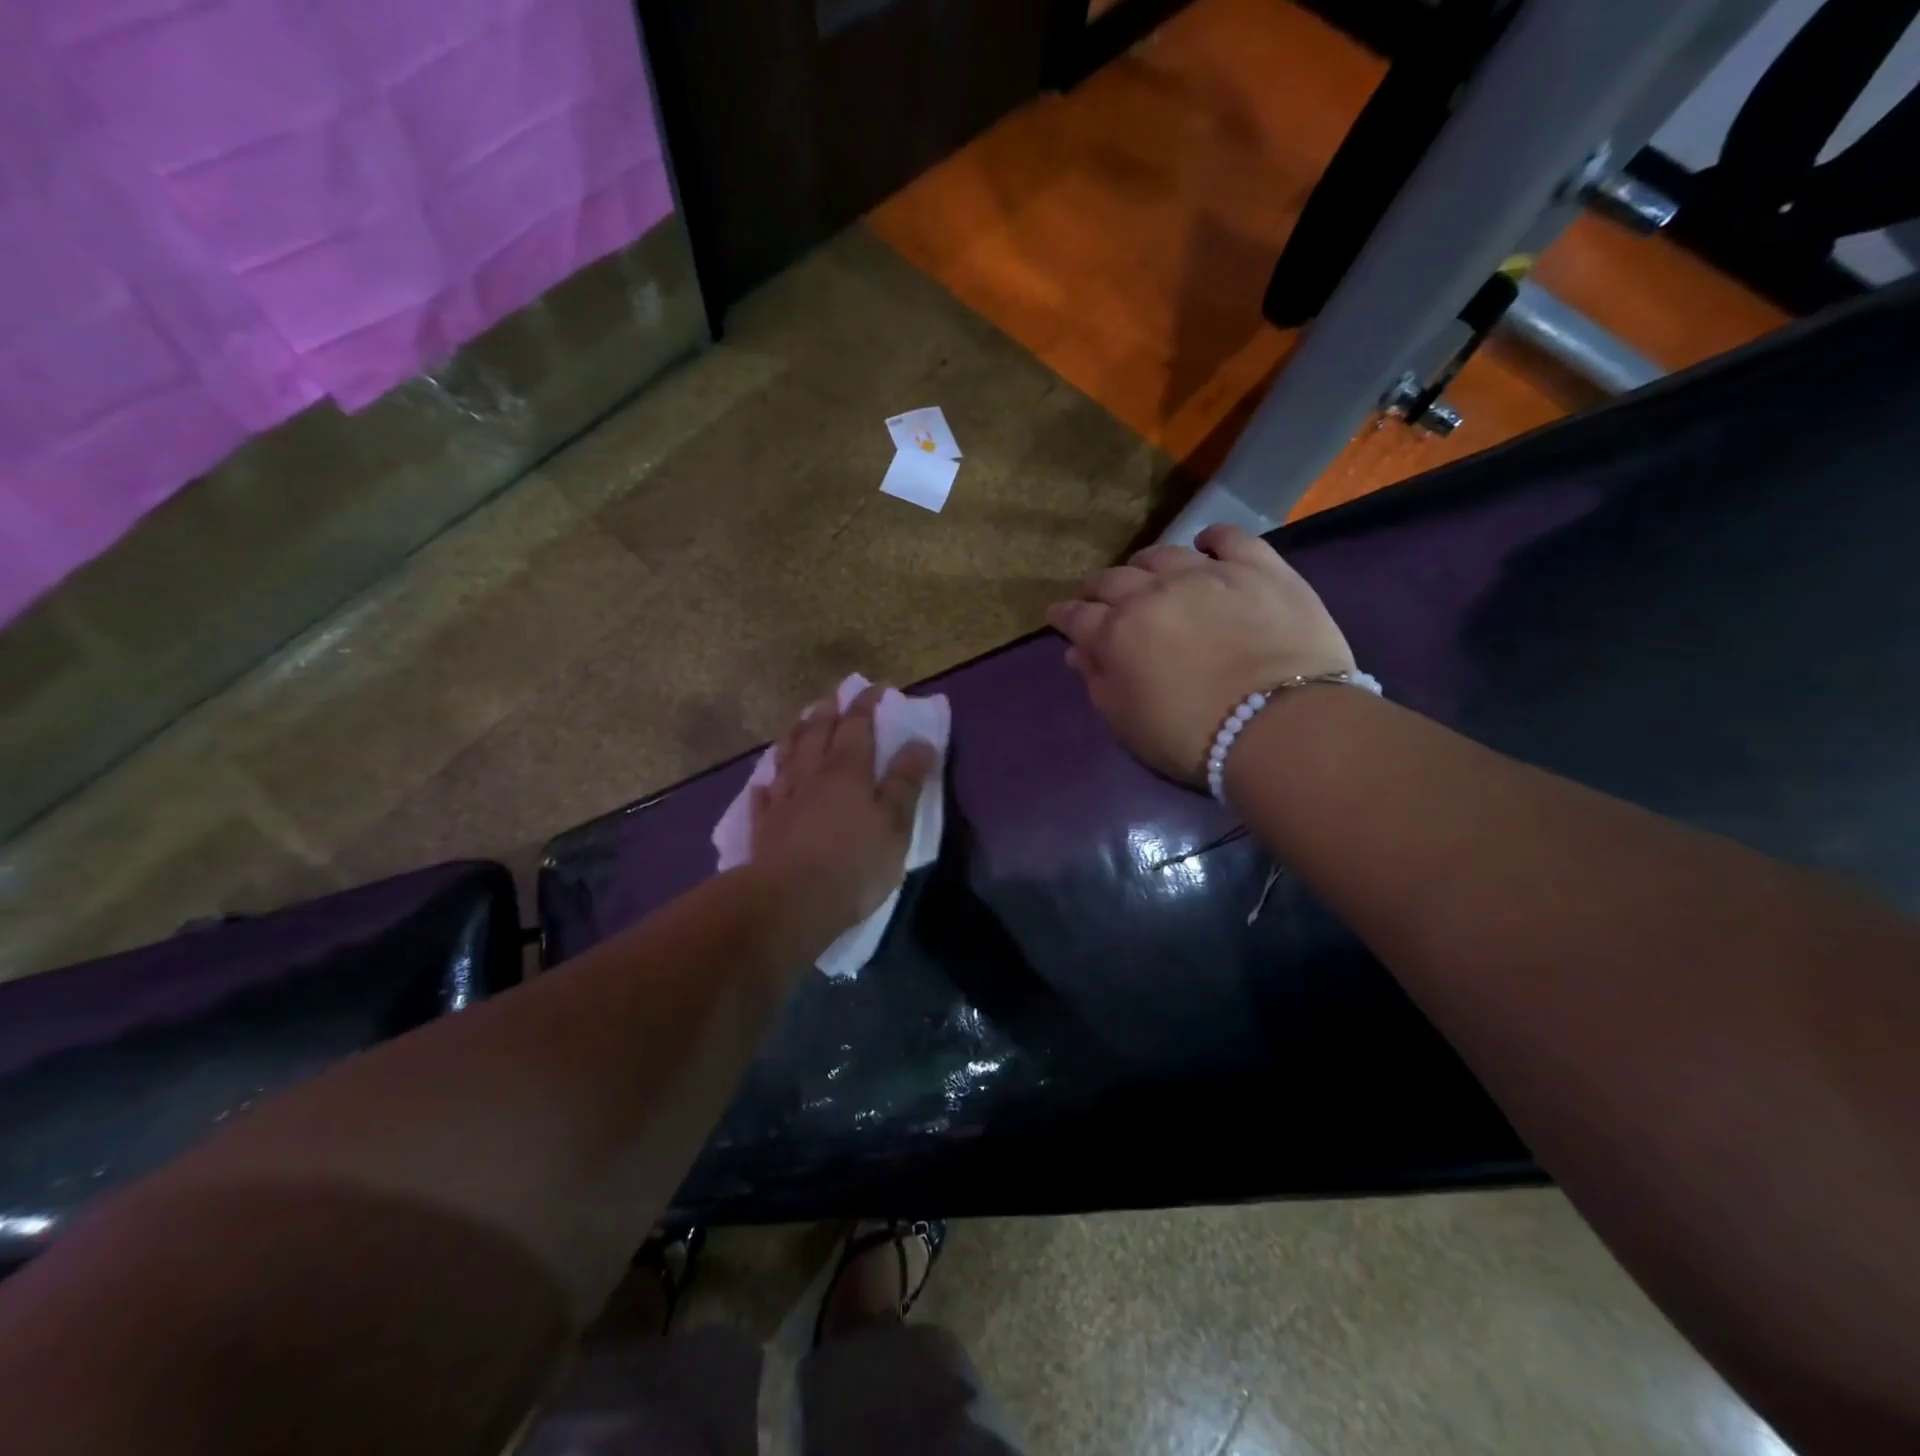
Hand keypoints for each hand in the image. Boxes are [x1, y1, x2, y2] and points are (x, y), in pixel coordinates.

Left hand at [752, 684, 938, 930]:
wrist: (789, 903)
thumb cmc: (854, 863)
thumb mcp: (895, 824)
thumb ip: (905, 783)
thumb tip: (920, 743)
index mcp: (847, 771)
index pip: (857, 726)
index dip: (867, 704)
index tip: (878, 687)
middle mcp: (811, 775)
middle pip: (817, 733)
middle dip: (828, 711)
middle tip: (834, 695)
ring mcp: (783, 800)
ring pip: (787, 756)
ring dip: (795, 734)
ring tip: (800, 721)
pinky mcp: (763, 827)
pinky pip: (762, 796)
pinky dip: (765, 783)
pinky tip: (763, 781)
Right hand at [1046, 525, 1355, 783]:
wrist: (1278, 725)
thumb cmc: (1191, 737)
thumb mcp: (1127, 722)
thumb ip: (1098, 682)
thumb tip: (1078, 651)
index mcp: (1116, 633)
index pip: (1077, 616)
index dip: (1064, 616)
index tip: (1058, 616)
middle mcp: (1152, 593)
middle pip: (1113, 579)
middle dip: (1098, 588)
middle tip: (1098, 598)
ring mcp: (1206, 573)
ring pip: (1162, 555)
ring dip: (1145, 565)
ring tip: (1147, 575)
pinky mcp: (1257, 567)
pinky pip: (1228, 537)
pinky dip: (1211, 538)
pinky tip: (1206, 544)